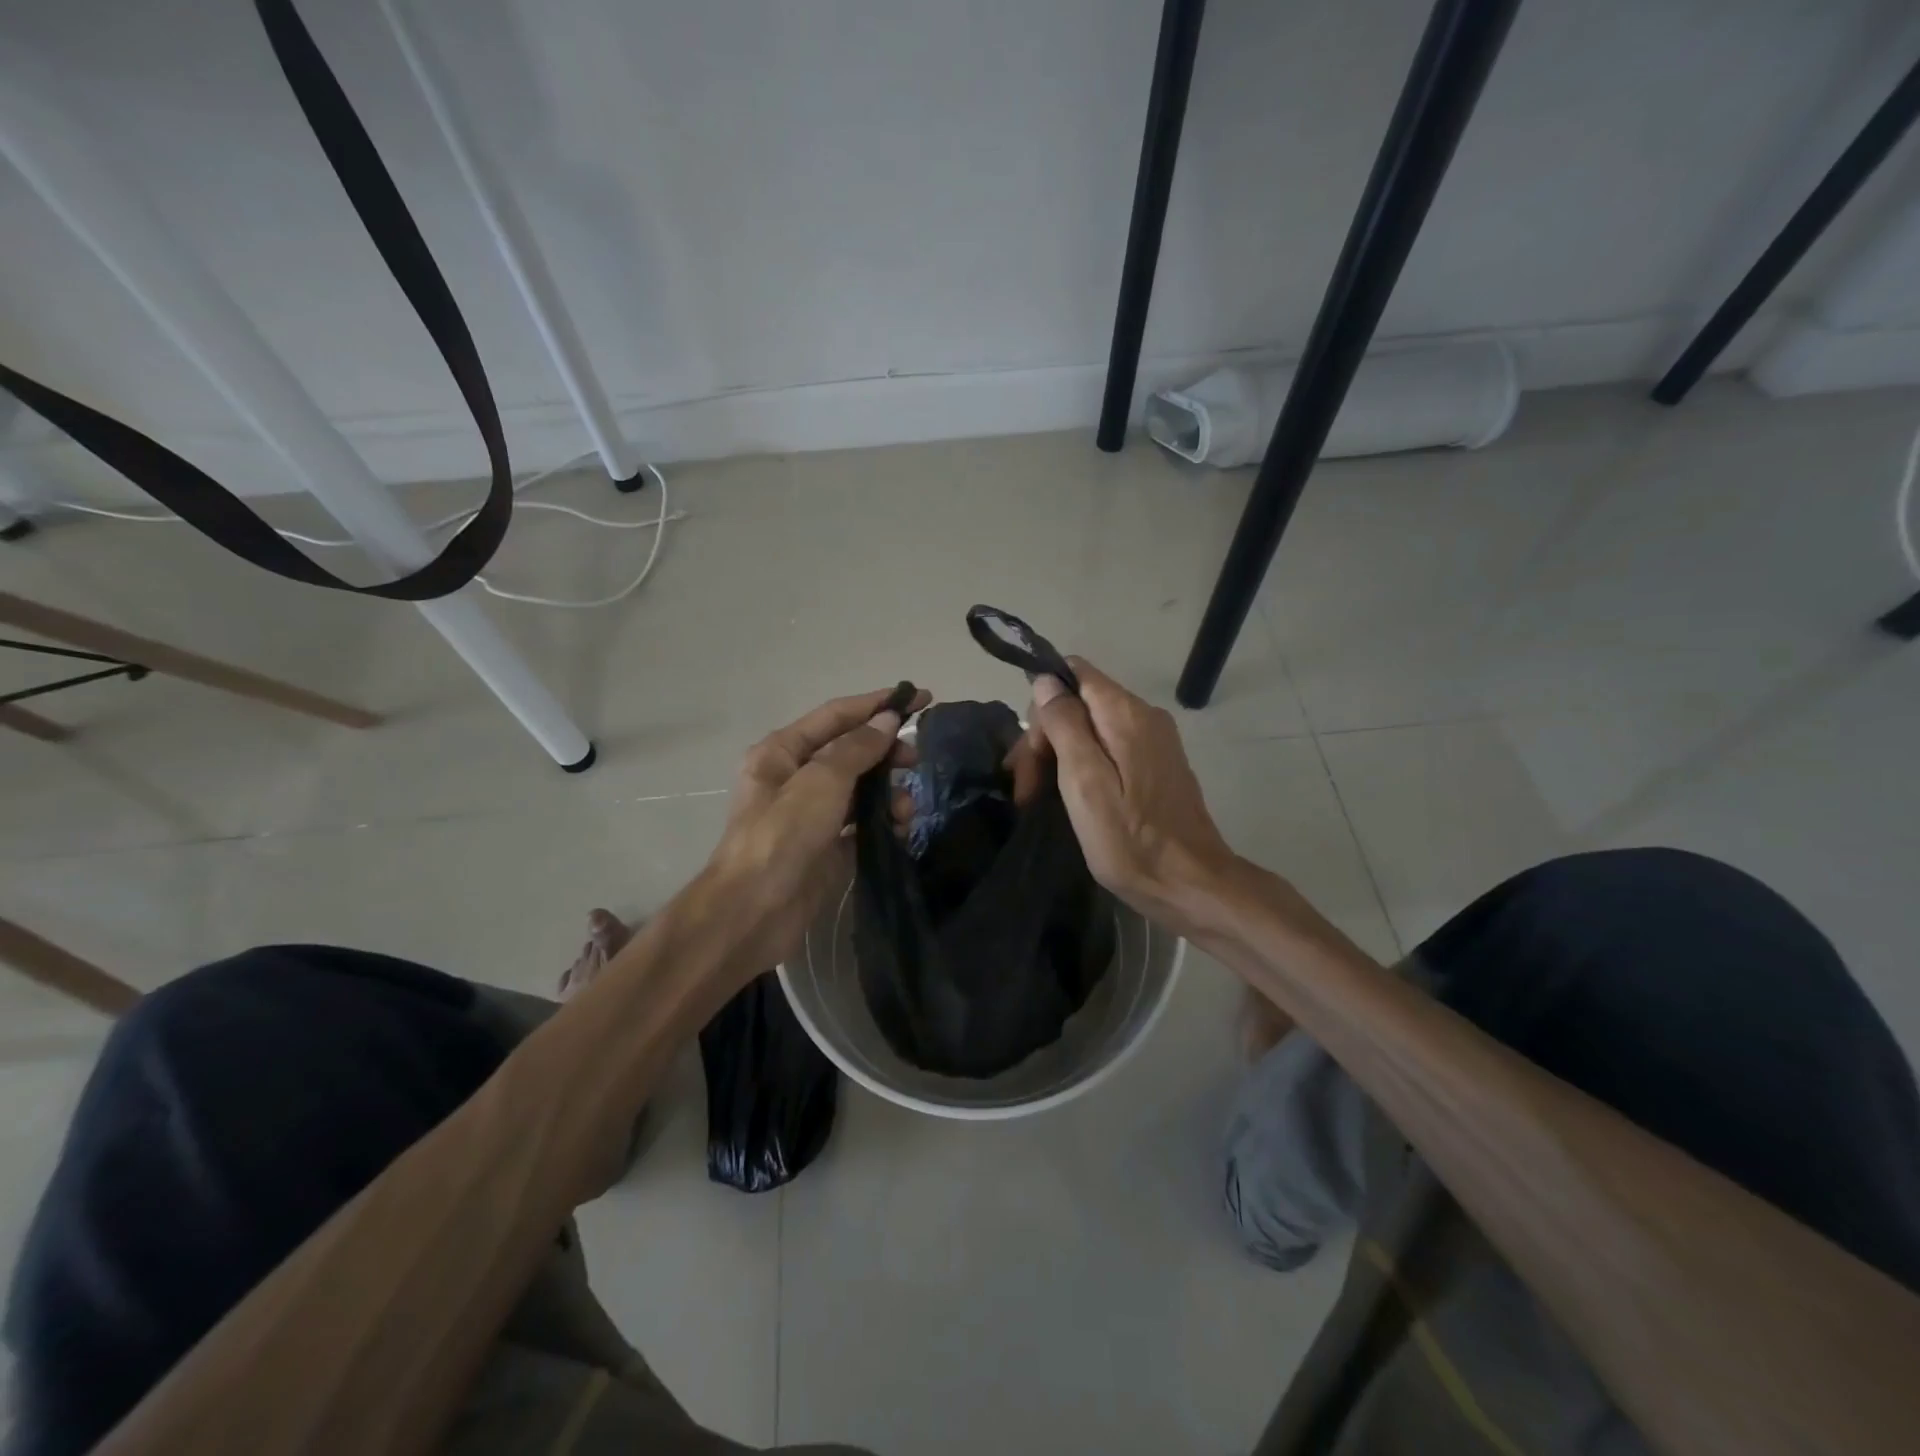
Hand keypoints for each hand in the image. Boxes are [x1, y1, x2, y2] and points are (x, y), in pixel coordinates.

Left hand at [704, 685, 928, 968]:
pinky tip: (899, 830)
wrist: (753, 913)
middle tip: (916, 759)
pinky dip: (882, 823)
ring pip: (861, 790)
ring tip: (905, 810)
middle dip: (886, 753)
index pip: (837, 715)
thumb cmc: (782, 836)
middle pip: (851, 752)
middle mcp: (796, 778)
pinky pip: (862, 824)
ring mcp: (811, 815)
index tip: (921, 697)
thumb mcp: (821, 782)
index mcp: (782, 752)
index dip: (878, 703)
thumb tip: (887, 720)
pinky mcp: (826, 847)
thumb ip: (857, 748)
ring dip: (888, 793)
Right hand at [1029, 659, 1237, 932]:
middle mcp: (1144, 716)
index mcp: (1125, 714)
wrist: (1191, 886)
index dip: (1042, 705)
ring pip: (1091, 728)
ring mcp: (1154, 741)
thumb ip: (1065, 725)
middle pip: (1079, 704)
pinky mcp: (1157, 766)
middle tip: (1026, 791)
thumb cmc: (1130, 840)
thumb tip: (1046, 680)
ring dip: (1060, 757)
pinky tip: (1070, 799)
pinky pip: (1109, 749)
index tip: (1031, 754)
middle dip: (1046, 739)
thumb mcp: (1085, 783)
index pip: (1072, 673)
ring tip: (1037, 800)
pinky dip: (1083, 767)